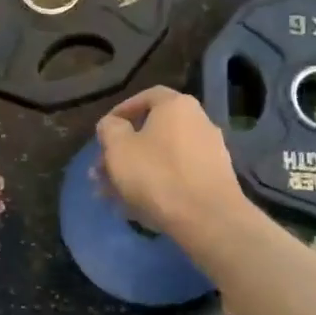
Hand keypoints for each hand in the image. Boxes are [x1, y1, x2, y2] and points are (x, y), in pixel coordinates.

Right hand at [96, 87, 248, 239]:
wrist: (207, 217)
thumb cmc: (157, 175)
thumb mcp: (119, 149)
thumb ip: (110, 129)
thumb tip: (113, 124)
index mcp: (177, 106)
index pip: (145, 97)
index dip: (121, 112)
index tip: (104, 132)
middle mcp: (199, 121)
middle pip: (153, 131)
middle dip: (123, 151)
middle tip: (101, 172)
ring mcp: (210, 151)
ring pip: (162, 156)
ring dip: (136, 171)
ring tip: (112, 195)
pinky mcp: (214, 178)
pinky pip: (178, 174)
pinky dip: (157, 184)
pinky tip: (137, 206)